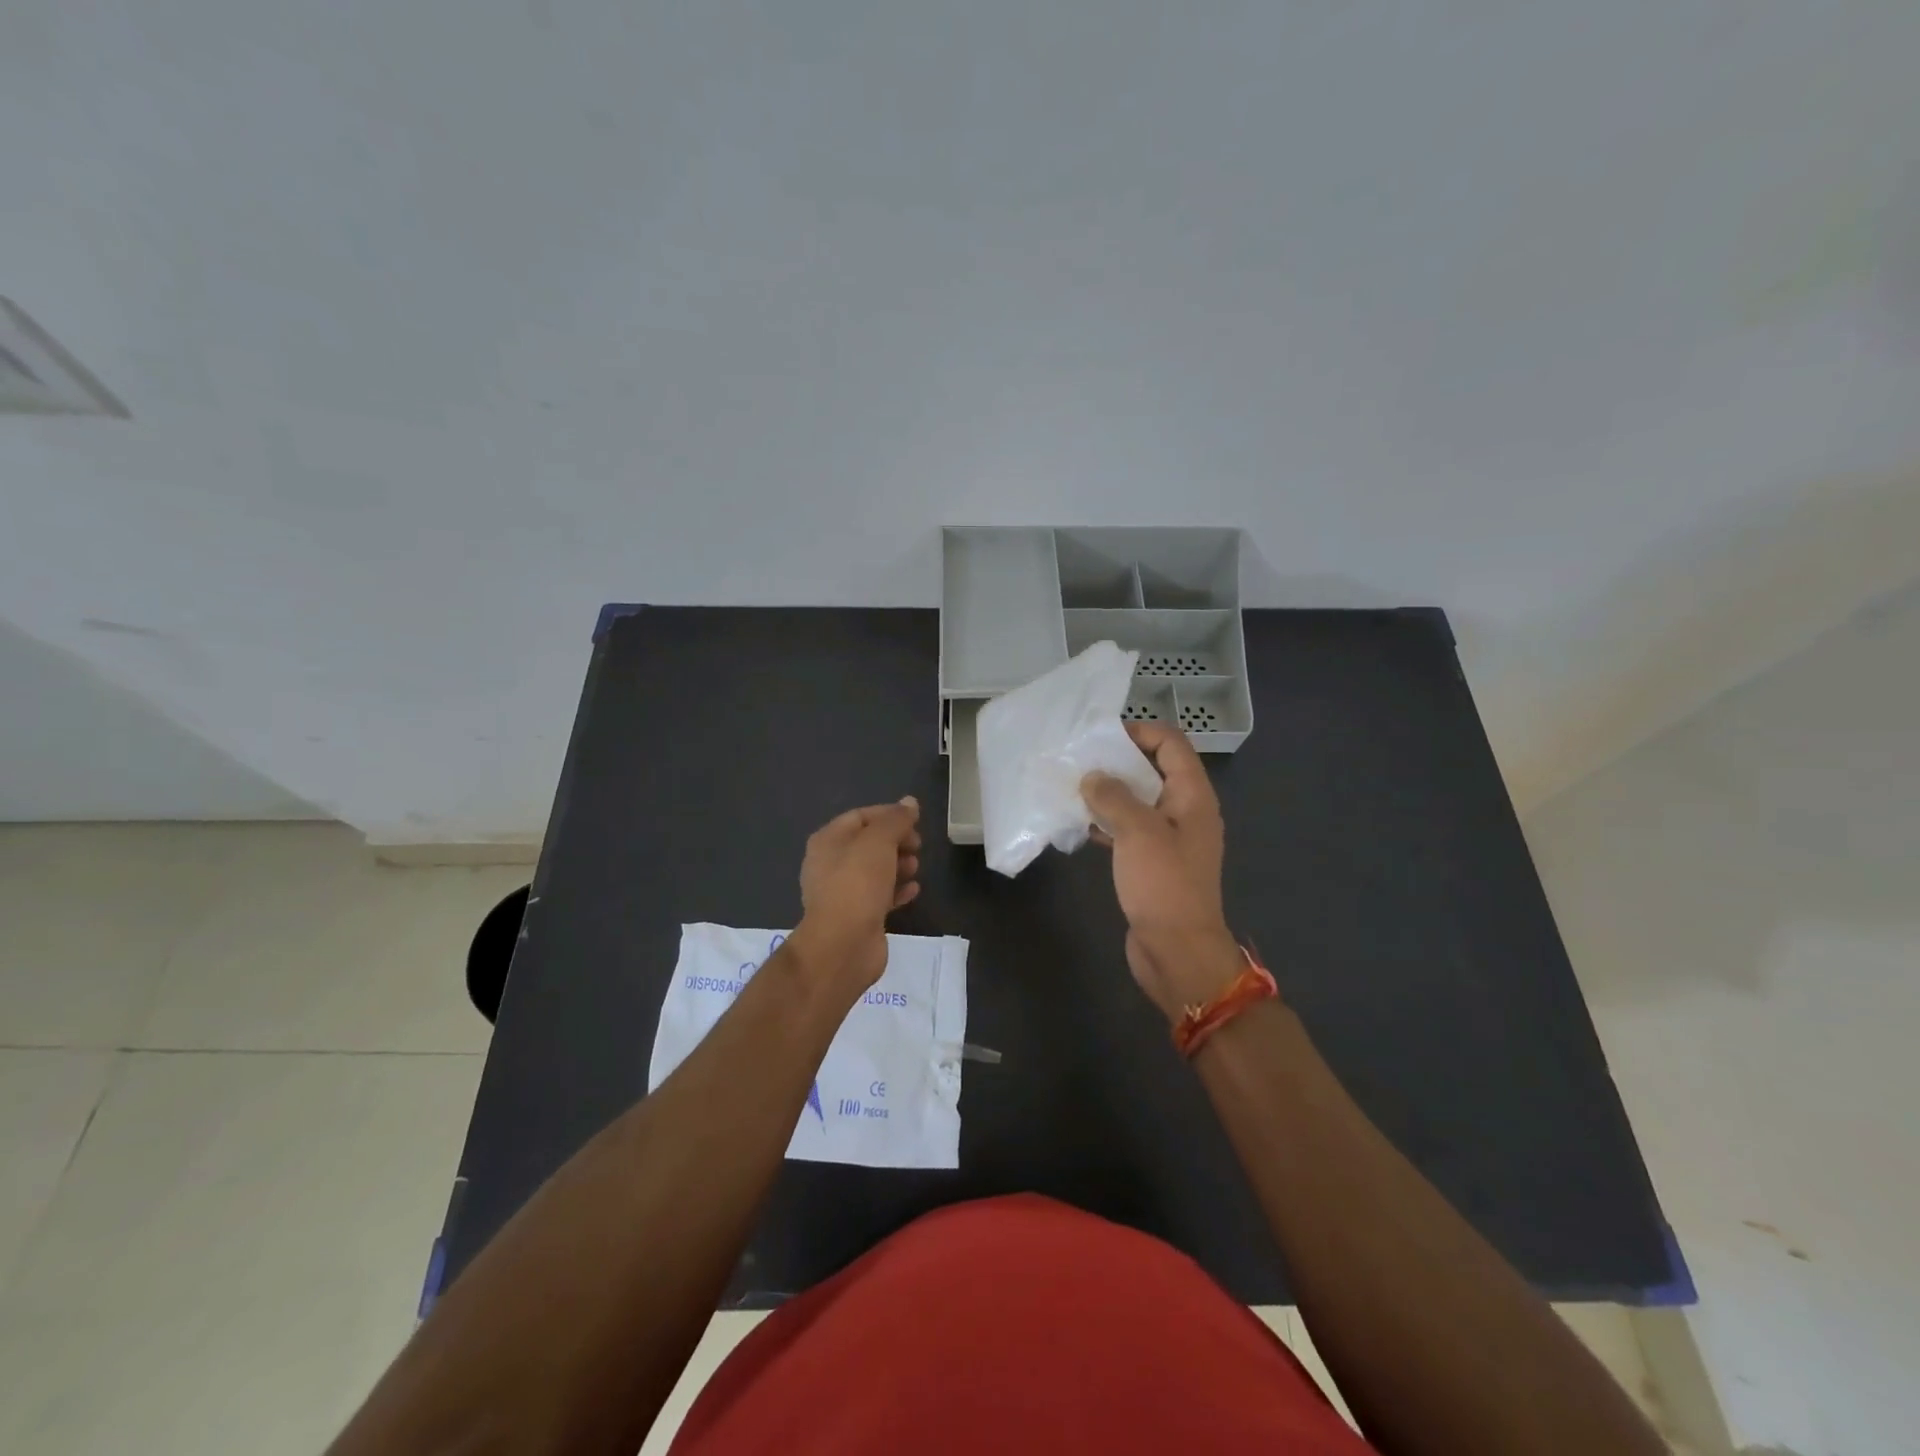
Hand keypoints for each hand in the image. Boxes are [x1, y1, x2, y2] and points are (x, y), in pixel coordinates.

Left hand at [792, 796, 921, 994]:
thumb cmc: (857, 884)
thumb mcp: (879, 842)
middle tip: (918, 846)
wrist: (843, 945)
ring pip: (875, 870)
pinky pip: (880, 896)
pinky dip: (897, 890)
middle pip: (868, 843)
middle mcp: (830, 864)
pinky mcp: (857, 916)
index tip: (915, 821)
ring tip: (916, 867)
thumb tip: (910, 802)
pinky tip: (914, 890)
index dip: (889, 815)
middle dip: (896, 841)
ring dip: (898, 865)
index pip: (861, 817)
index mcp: (828, 841)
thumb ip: (895, 820)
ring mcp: (842, 892)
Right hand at [1082, 724, 1245, 1021]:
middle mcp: (1184, 811)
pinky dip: (1107, 822)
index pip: (1171, 744)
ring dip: (1109, 792)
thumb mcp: (1138, 832)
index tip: (1101, 736)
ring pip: (1138, 801)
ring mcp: (1169, 839)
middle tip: (1079, 759)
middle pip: (1153, 770)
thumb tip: (1092, 777)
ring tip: (1072, 786)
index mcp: (1192, 796)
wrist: (1178, 952)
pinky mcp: (1152, 862)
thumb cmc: (1164, 885)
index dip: (1140, 731)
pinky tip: (1078, 824)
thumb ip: (1114, 797)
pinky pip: (1129, 830)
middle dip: (1118, 761)